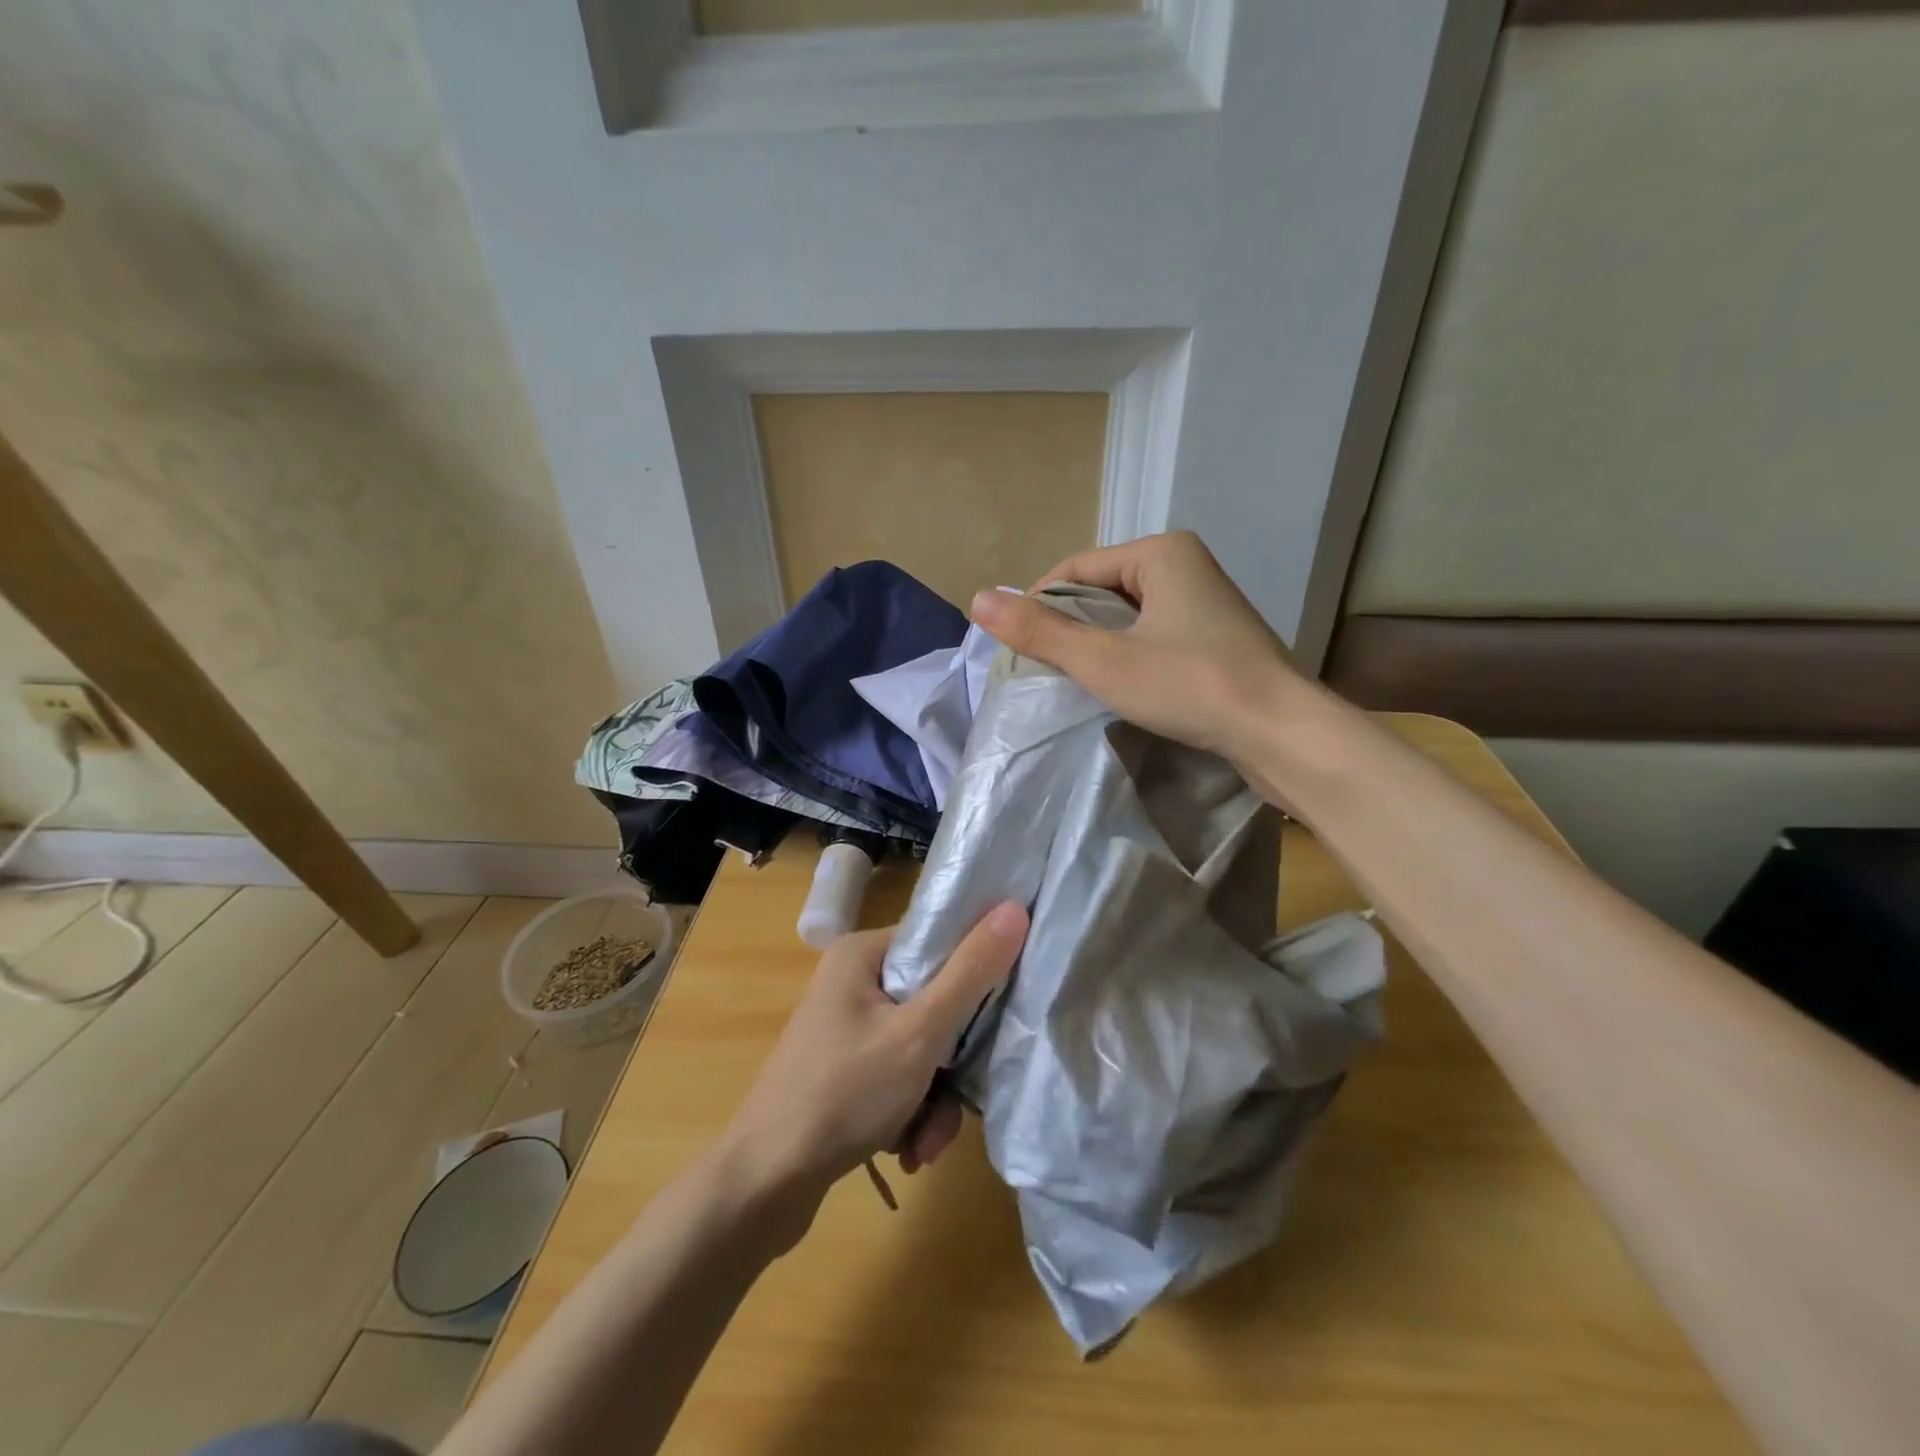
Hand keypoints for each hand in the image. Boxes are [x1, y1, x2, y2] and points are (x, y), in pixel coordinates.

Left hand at [719, 902, 1028, 1211]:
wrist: (763, 1186)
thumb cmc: (843, 1093)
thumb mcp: (919, 1033)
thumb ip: (970, 973)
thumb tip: (1014, 909)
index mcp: (863, 954)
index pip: (938, 942)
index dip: (975, 971)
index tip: (998, 1011)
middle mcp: (853, 983)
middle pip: (934, 1003)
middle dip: (951, 1064)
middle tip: (956, 1099)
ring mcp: (847, 1029)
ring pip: (922, 1049)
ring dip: (934, 1099)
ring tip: (924, 1143)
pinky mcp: (846, 1071)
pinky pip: (899, 1077)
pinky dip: (911, 1112)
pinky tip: (907, 1150)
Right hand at [969, 531, 1305, 763]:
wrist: (1281, 733)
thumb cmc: (1190, 685)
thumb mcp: (1103, 659)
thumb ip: (1040, 631)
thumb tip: (977, 599)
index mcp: (1161, 552)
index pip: (1074, 569)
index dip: (1038, 606)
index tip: (1019, 650)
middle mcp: (1185, 566)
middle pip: (1100, 591)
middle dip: (1069, 628)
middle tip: (1045, 670)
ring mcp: (1205, 603)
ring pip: (1127, 617)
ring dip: (1097, 645)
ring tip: (1075, 682)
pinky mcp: (1215, 638)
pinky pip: (1153, 636)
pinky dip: (1128, 656)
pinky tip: (1118, 687)